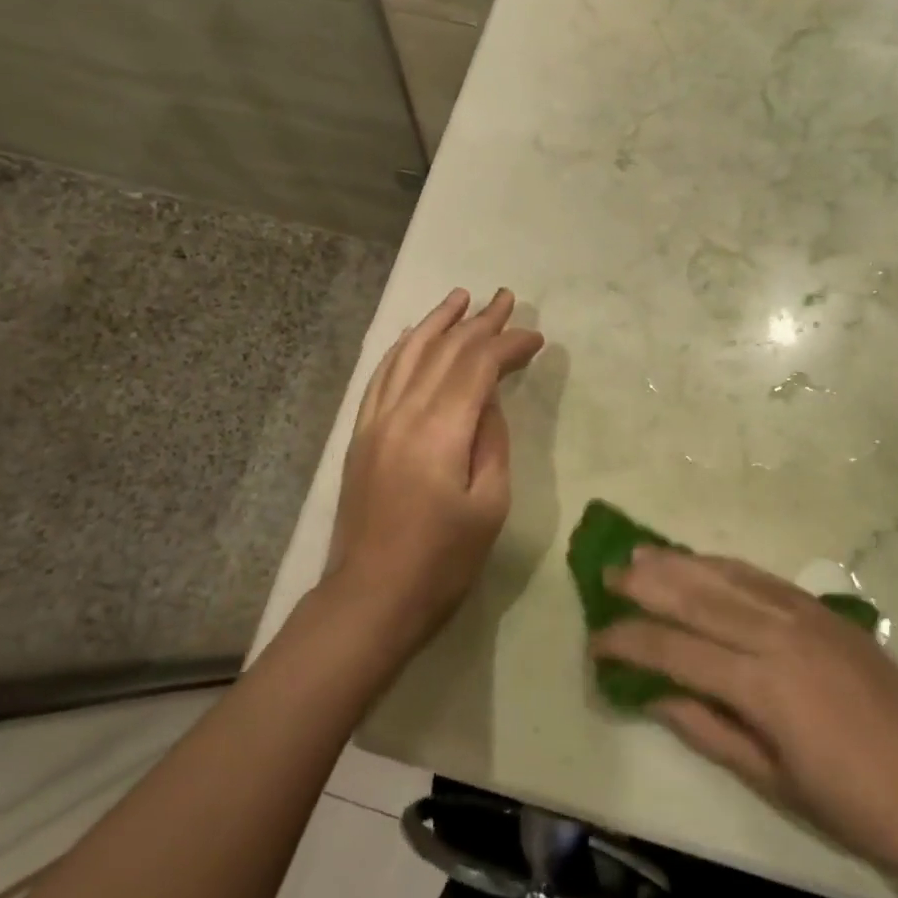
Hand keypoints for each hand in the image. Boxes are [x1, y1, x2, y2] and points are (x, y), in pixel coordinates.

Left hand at [326, 288, 543, 659]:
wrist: (370, 600)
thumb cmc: (441, 563)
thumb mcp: (489, 507)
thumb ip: (492, 442)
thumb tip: (489, 400)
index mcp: (439, 431)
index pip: (477, 366)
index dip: (508, 345)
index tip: (536, 338)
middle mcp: (402, 413)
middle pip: (444, 351)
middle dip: (479, 323)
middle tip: (506, 299)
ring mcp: (375, 422)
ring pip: (408, 355)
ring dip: (437, 323)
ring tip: (461, 298)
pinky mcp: (361, 436)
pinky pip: (381, 377)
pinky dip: (401, 349)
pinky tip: (413, 336)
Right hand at [593, 550, 897, 886]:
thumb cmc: (856, 805)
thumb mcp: (774, 782)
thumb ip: (708, 730)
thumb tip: (653, 695)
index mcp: (763, 686)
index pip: (677, 650)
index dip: (630, 642)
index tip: (596, 639)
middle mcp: (778, 636)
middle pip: (697, 598)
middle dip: (645, 584)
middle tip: (606, 574)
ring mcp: (805, 616)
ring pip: (727, 577)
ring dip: (679, 563)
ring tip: (640, 553)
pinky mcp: (825, 611)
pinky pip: (762, 577)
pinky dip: (724, 565)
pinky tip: (703, 562)